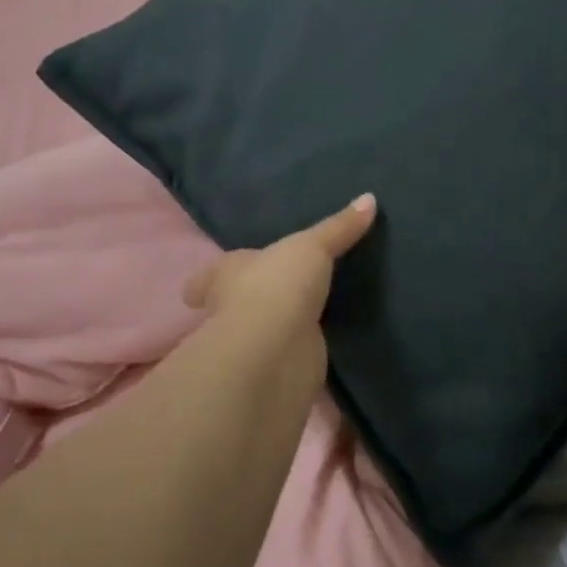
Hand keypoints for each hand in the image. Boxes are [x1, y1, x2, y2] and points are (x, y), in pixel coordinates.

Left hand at [182, 195, 377, 375]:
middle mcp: (231, 309)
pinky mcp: (276, 368)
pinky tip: (314, 345)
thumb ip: (338, 228)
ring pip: (260, 331)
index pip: (207, 278)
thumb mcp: (312, 246)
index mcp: (227, 274)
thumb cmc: (277, 284)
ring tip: (299, 316)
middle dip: (245, 302)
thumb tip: (368, 198)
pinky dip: (298, 351)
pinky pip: (288, 354)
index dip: (206, 281)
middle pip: (232, 305)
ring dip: (274, 326)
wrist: (277, 347)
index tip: (198, 290)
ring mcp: (252, 342)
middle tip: (267, 295)